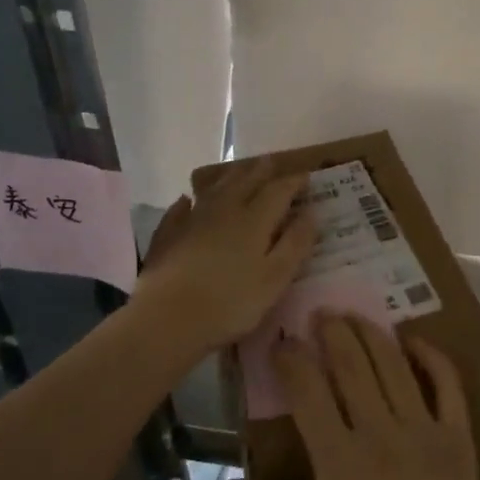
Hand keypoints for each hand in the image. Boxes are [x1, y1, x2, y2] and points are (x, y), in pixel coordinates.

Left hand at [131, 160, 316, 352]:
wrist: (167, 318)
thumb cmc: (231, 302)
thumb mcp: (276, 278)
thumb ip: (295, 243)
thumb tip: (311, 213)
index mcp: (255, 220)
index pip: (278, 191)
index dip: (294, 182)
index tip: (306, 176)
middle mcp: (225, 211)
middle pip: (245, 182)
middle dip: (261, 171)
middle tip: (271, 161)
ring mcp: (192, 221)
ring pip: (214, 190)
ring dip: (229, 177)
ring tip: (239, 170)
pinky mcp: (167, 236)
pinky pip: (179, 211)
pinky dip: (186, 202)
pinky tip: (186, 200)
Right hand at [228, 315, 479, 479]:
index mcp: (338, 461)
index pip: (308, 390)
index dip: (292, 359)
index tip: (282, 342)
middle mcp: (381, 435)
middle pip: (352, 365)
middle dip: (332, 332)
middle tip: (320, 312)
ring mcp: (424, 432)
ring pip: (395, 366)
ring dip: (372, 334)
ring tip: (355, 315)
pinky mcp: (457, 438)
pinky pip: (447, 384)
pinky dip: (431, 357)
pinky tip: (413, 340)